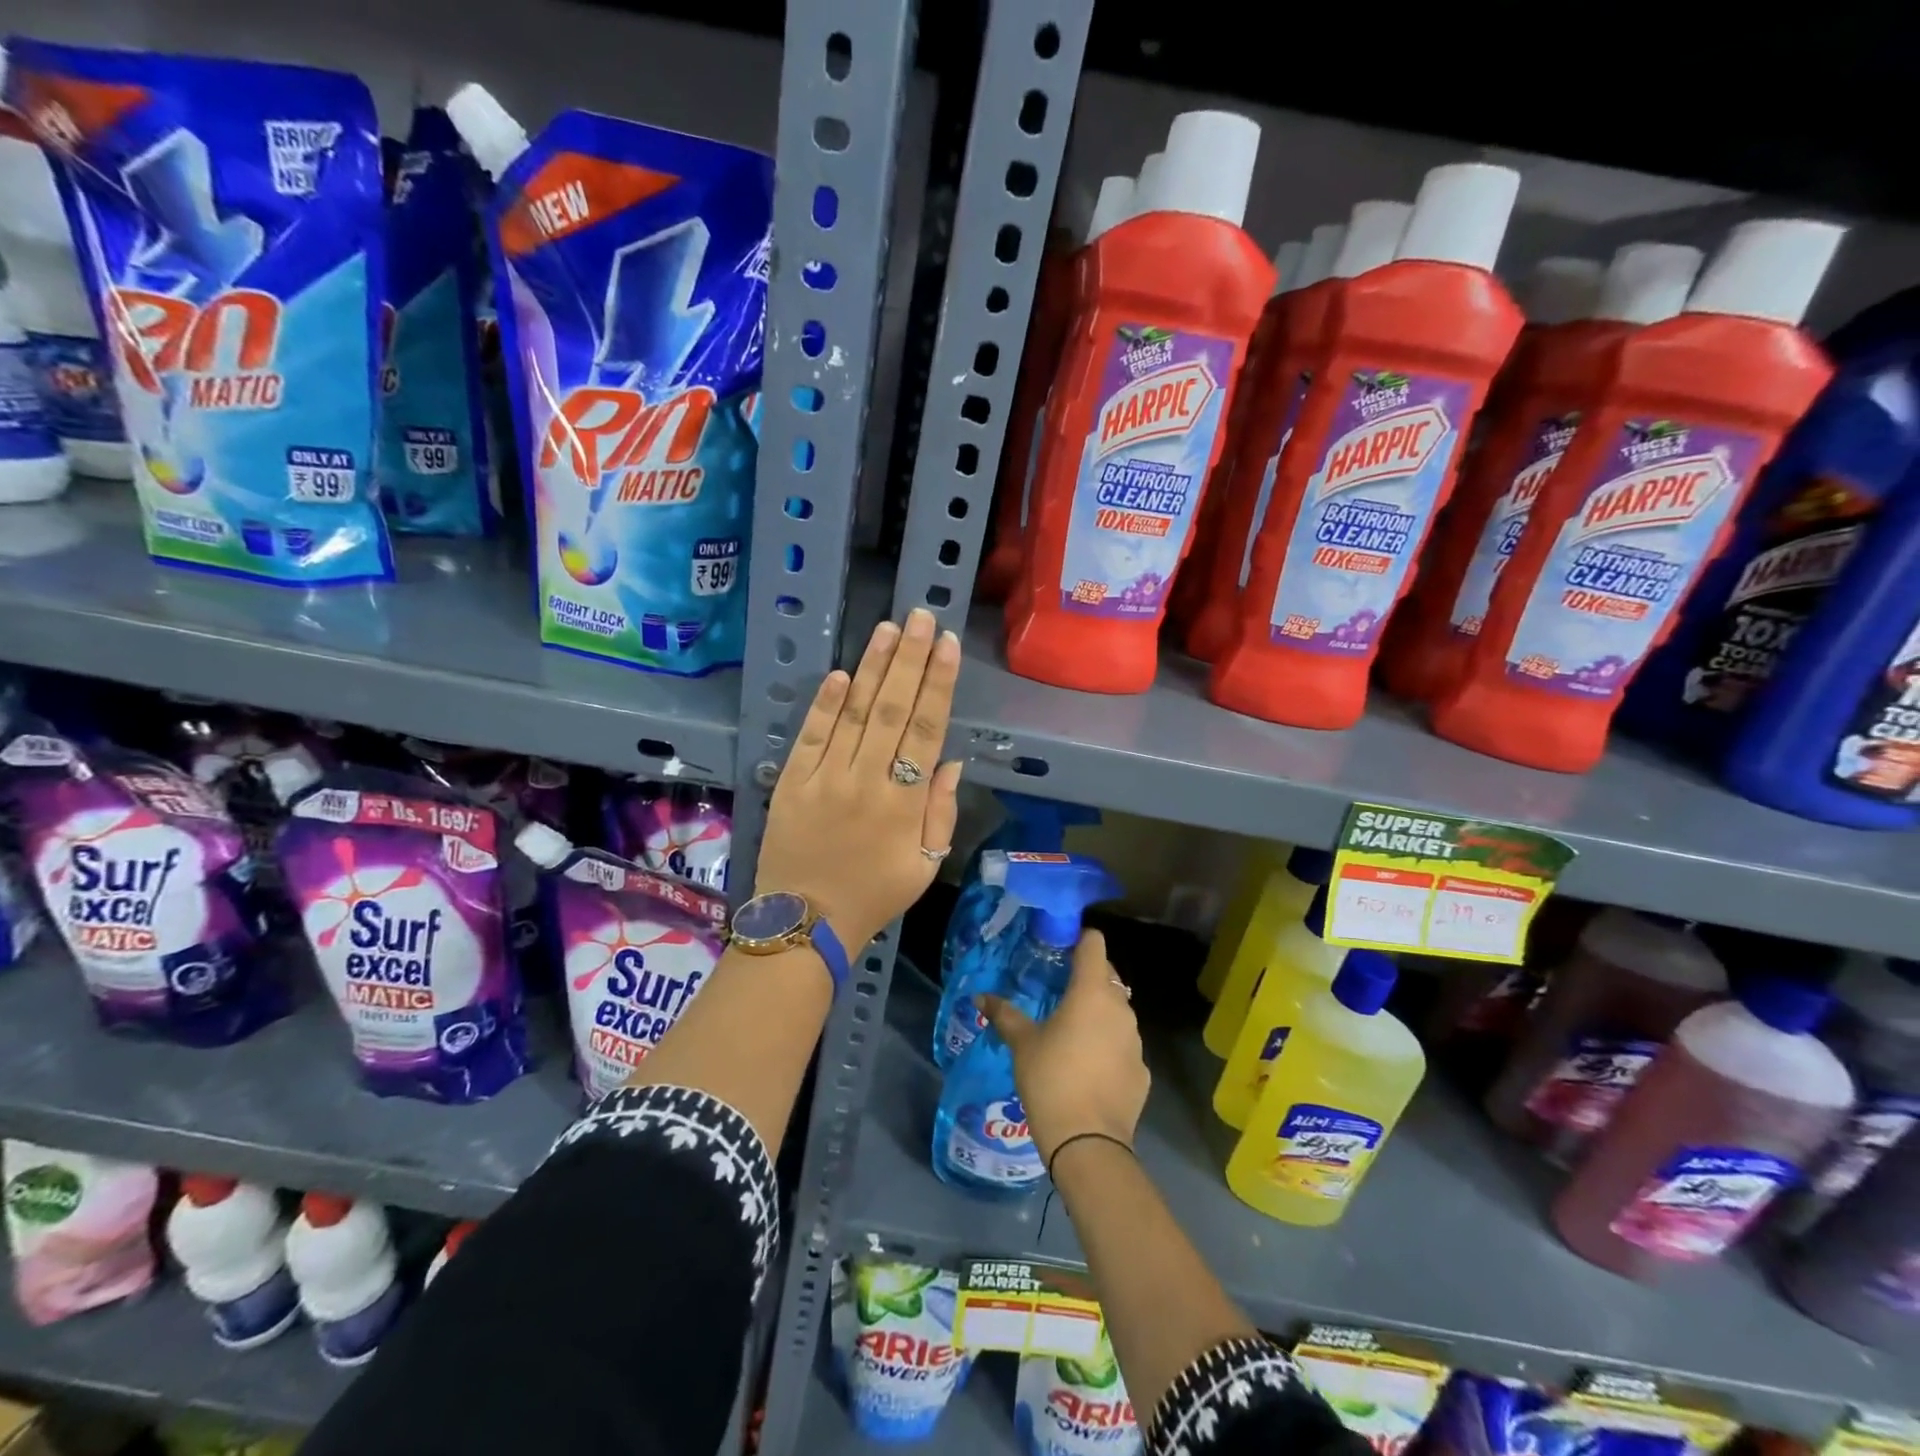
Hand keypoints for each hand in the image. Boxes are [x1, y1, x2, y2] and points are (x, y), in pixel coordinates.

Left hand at [755, 608, 962, 951]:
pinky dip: (825, 704)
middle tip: (919, 616)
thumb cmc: (874, 895)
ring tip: (886, 628)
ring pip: (853, 713)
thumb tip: (950, 761)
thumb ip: (941, 812)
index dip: (938, 684)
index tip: (946, 645)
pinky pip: (811, 736)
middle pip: (892, 709)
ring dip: (871, 668)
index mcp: (904, 803)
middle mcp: (866, 781)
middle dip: (908, 659)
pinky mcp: (792, 783)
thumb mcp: (925, 864)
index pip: (926, 729)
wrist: (806, 923)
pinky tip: (839, 673)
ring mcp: (825, 778)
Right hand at [978, 929, 1148, 1164]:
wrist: (1088, 1143)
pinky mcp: (1142, 1071)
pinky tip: (1089, 1068)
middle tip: (1061, 990)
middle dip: (1088, 977)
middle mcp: (1120, 1008)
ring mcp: (1136, 1041)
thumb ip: (1004, 1015)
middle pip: (1109, 976)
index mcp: (1091, 992)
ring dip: (1100, 1013)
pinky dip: (1109, 1047)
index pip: (1095, 944)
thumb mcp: (1022, 1044)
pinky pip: (1124, 1046)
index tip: (1062, 947)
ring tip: (1073, 1031)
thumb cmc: (1051, 1080)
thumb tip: (980, 997)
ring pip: (1118, 1012)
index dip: (1080, 939)